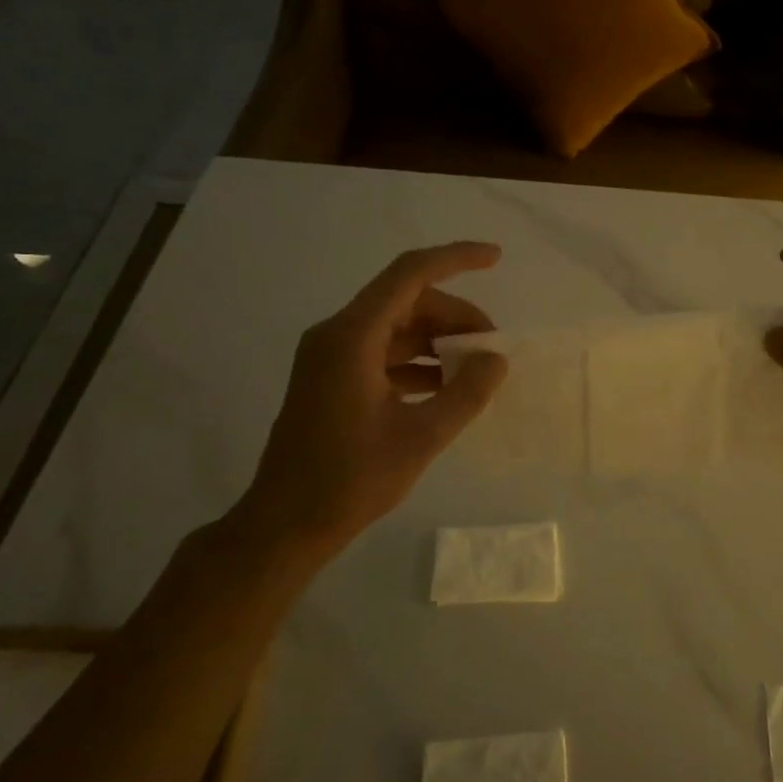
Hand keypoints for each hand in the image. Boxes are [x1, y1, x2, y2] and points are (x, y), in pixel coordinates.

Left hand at [224, 243, 508, 555]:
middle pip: (406, 301)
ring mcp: (331, 358)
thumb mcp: (421, 437)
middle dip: (454, 315)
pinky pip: (383, 354)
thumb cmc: (350, 479)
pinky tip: (445, 387)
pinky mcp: (332, 381)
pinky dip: (417, 362)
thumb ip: (466, 393)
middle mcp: (337, 335)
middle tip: (492, 348)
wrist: (285, 523)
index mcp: (352, 336)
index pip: (410, 274)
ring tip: (476, 369)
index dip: (456, 258)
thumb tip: (496, 359)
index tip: (496, 257)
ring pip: (396, 328)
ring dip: (437, 340)